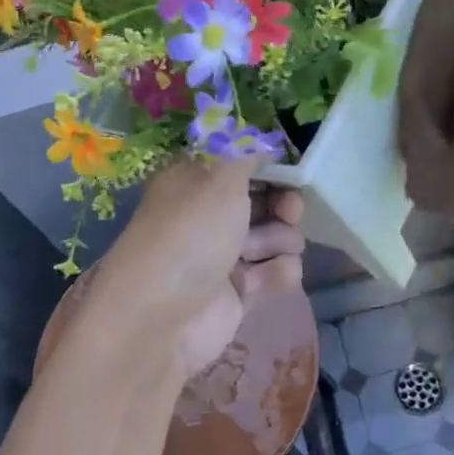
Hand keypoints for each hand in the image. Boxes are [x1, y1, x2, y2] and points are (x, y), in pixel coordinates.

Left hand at [90, 157, 304, 381]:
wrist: (159, 320)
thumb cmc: (189, 235)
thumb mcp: (219, 177)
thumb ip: (247, 151)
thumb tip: (260, 134)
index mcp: (195, 180)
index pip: (240, 162)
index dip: (270, 163)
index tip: (293, 166)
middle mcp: (208, 214)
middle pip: (264, 199)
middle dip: (284, 203)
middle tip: (289, 210)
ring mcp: (224, 254)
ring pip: (275, 236)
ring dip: (281, 240)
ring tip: (263, 251)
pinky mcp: (238, 292)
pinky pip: (275, 272)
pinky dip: (278, 273)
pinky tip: (271, 277)